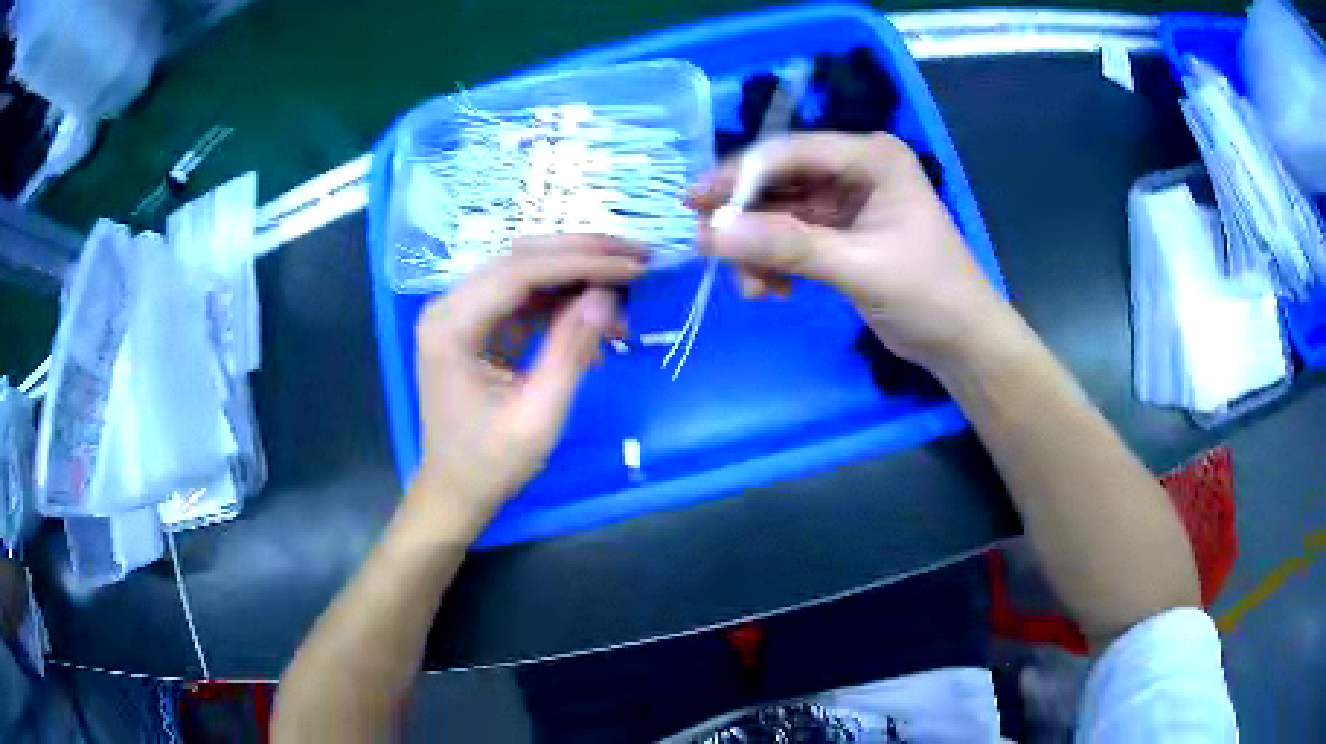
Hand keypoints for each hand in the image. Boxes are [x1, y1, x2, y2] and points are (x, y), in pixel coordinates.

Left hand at [410, 236, 645, 526]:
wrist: (454, 492)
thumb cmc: (491, 463)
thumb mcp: (538, 414)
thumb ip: (571, 350)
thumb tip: (608, 295)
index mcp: (450, 326)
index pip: (520, 271)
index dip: (582, 262)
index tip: (635, 263)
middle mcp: (448, 306)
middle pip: (521, 259)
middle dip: (583, 255)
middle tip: (638, 256)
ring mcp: (459, 313)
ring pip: (525, 271)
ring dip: (576, 273)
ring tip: (628, 283)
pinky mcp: (475, 325)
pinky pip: (522, 297)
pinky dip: (561, 300)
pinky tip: (598, 314)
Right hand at [691, 132, 1007, 372]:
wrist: (962, 343)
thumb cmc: (928, 294)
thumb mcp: (859, 266)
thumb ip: (787, 247)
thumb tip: (711, 235)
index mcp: (871, 157)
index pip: (791, 153)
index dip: (738, 175)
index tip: (695, 205)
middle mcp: (855, 169)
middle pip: (780, 181)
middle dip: (746, 218)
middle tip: (707, 248)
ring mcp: (846, 202)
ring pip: (780, 213)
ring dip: (758, 249)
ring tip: (751, 288)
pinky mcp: (840, 233)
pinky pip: (791, 239)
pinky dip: (775, 263)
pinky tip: (772, 291)